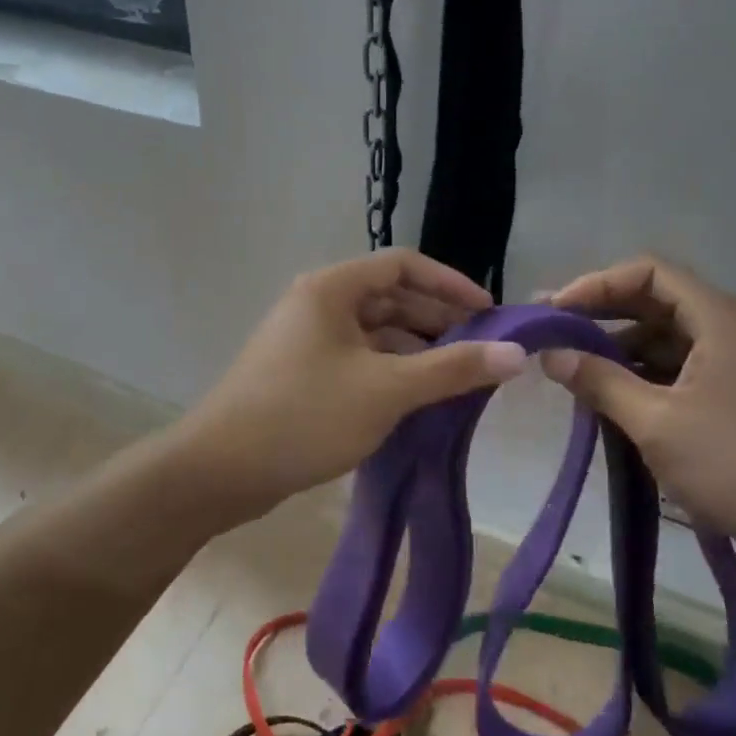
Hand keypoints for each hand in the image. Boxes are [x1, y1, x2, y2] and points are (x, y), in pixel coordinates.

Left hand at [173, 250, 527, 528]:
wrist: (219, 471)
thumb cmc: (305, 415)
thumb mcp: (387, 390)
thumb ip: (452, 369)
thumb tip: (516, 355)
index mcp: (332, 288)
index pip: (403, 265)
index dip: (450, 284)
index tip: (490, 314)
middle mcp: (318, 304)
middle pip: (390, 298)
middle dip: (438, 321)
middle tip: (482, 351)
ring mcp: (307, 340)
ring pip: (375, 333)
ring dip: (416, 350)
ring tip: (457, 379)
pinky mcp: (302, 374)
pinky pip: (359, 360)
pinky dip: (391, 372)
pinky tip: (417, 400)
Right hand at [543, 255, 735, 572]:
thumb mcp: (656, 423)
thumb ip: (599, 381)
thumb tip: (550, 354)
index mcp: (718, 317)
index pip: (647, 272)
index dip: (595, 284)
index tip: (554, 312)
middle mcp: (729, 326)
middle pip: (654, 299)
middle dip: (600, 314)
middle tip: (551, 334)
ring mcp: (735, 360)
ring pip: (664, 335)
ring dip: (618, 347)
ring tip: (573, 370)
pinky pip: (678, 365)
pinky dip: (641, 373)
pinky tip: (612, 398)